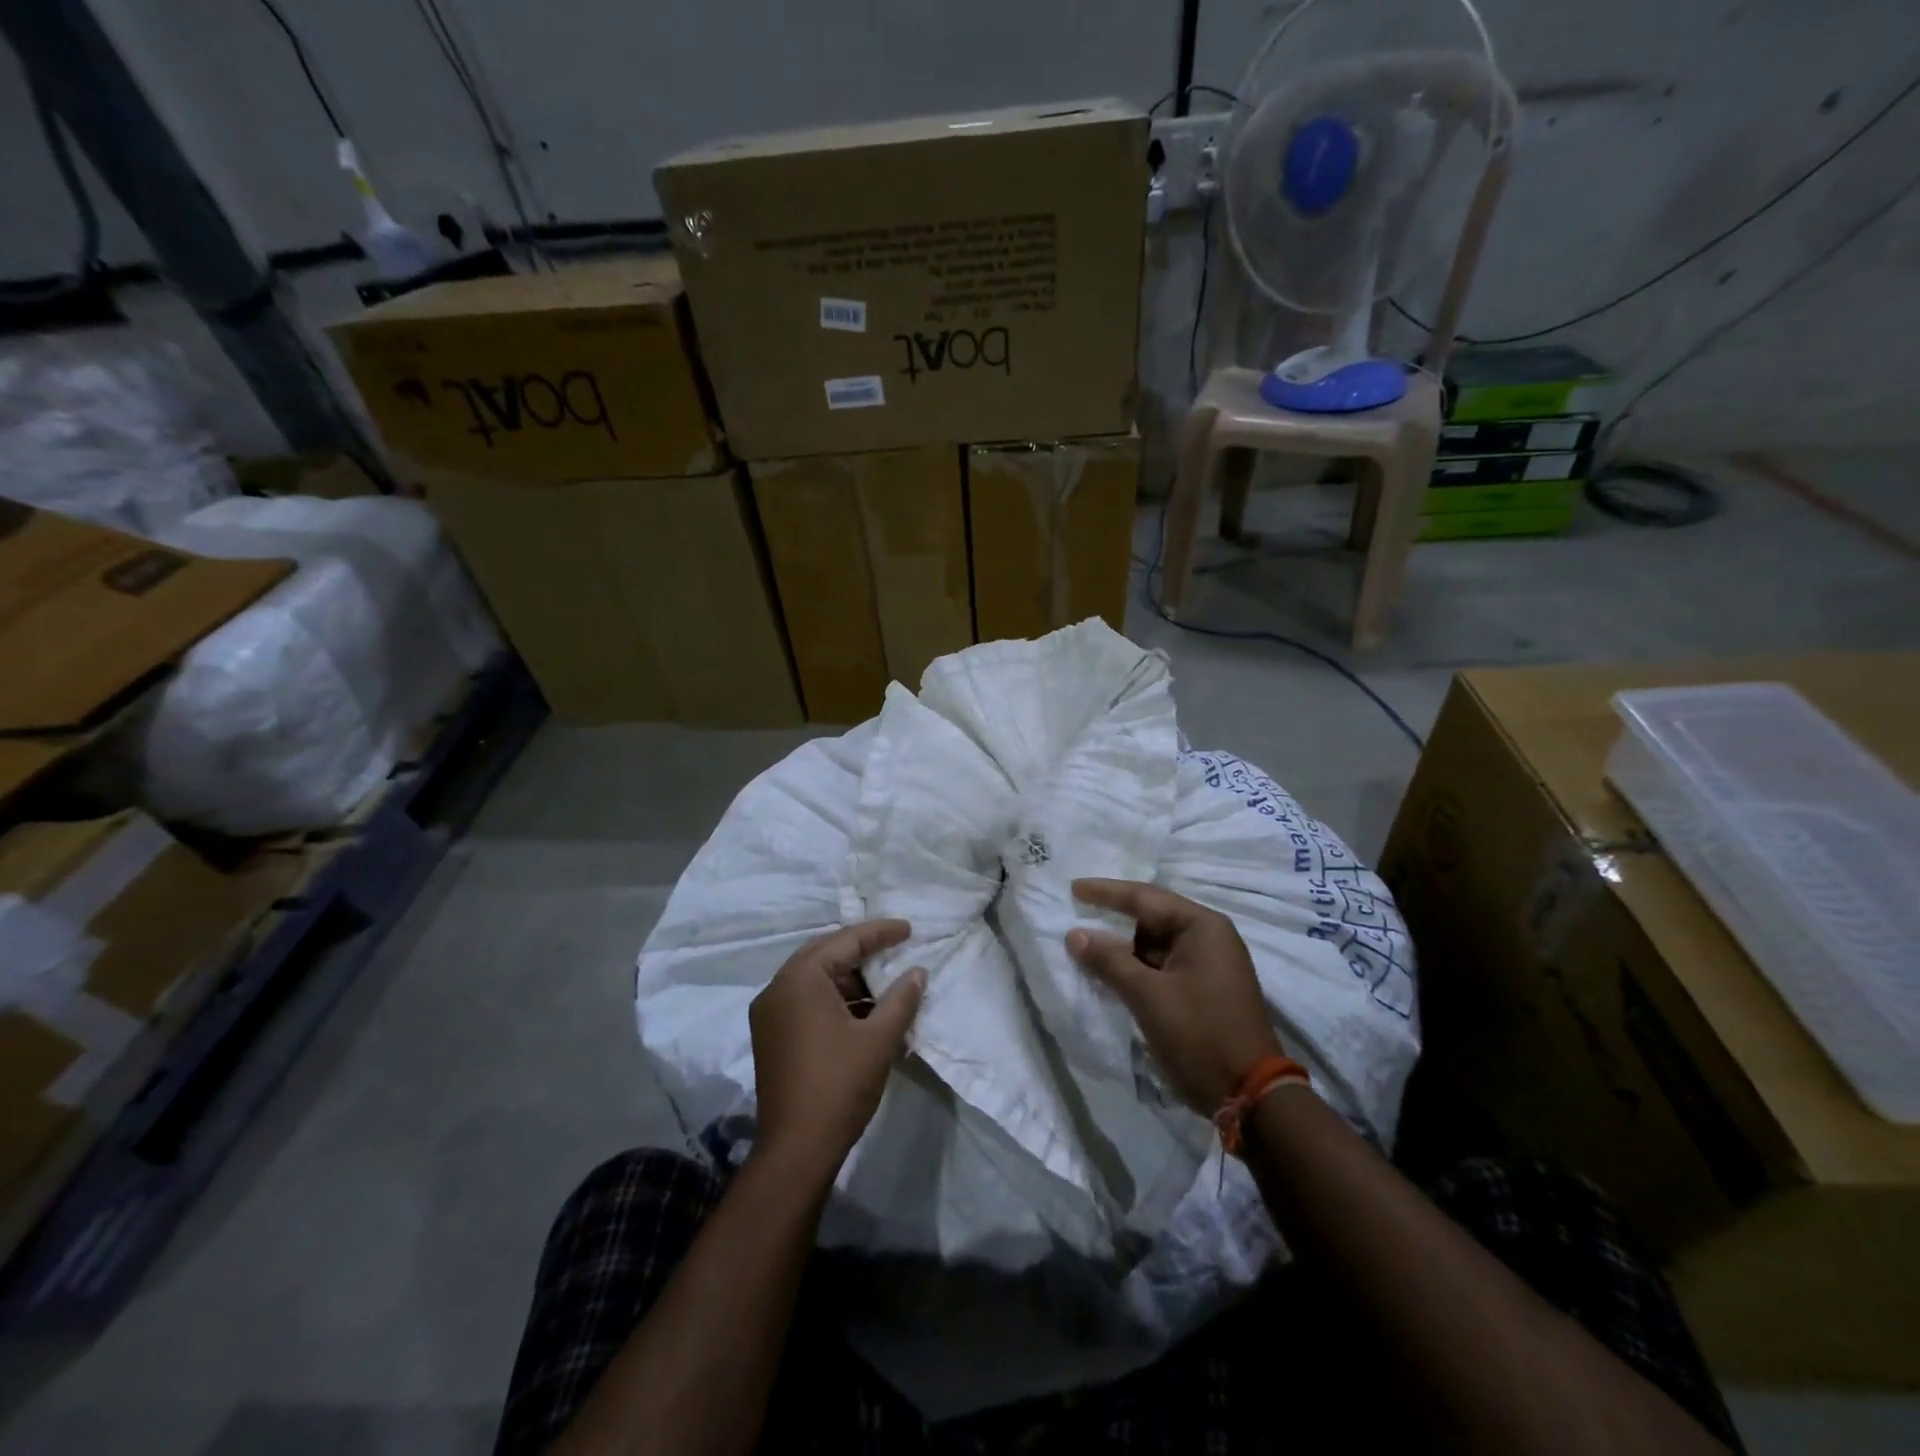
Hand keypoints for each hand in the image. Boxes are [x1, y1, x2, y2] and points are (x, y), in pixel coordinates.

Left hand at [750, 920, 926, 1181]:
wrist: (796, 1149)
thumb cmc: (840, 1085)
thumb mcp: (880, 1038)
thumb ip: (901, 998)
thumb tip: (917, 972)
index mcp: (800, 978)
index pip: (845, 941)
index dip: (880, 932)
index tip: (909, 929)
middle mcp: (778, 987)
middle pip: (825, 953)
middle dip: (862, 949)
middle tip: (896, 945)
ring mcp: (769, 1013)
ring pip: (814, 978)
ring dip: (848, 975)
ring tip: (884, 978)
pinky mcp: (771, 1036)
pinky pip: (804, 999)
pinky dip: (833, 997)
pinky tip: (862, 1008)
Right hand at [1067, 879, 1282, 1114]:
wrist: (1251, 1096)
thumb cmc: (1200, 1035)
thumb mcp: (1148, 996)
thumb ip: (1109, 961)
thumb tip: (1075, 934)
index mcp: (1202, 927)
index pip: (1145, 898)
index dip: (1106, 892)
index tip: (1073, 888)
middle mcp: (1209, 938)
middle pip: (1152, 918)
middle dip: (1113, 919)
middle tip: (1076, 913)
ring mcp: (1209, 965)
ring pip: (1155, 945)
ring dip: (1122, 947)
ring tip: (1084, 945)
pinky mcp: (1204, 990)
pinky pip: (1162, 966)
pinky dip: (1136, 967)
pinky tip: (1109, 972)